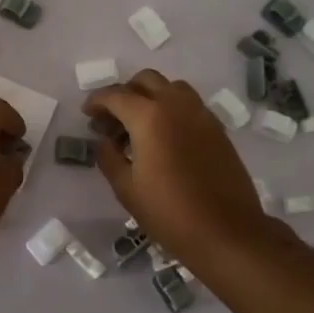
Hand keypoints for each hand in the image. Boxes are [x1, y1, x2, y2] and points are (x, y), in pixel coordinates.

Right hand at [84, 70, 282, 261]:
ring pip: (170, 87)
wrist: (226, 231)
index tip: (87, 114)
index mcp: (149, 117)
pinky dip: (171, 109)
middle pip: (145, 80)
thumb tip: (105, 141)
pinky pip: (189, 104)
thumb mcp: (126, 189)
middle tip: (112, 120)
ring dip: (150, 97)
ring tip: (139, 126)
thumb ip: (109, 157)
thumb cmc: (169, 213)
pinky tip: (164, 138)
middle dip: (124, 94)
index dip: (97, 102)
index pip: (116, 95)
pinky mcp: (217, 128)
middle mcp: (176, 105)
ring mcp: (201, 114)